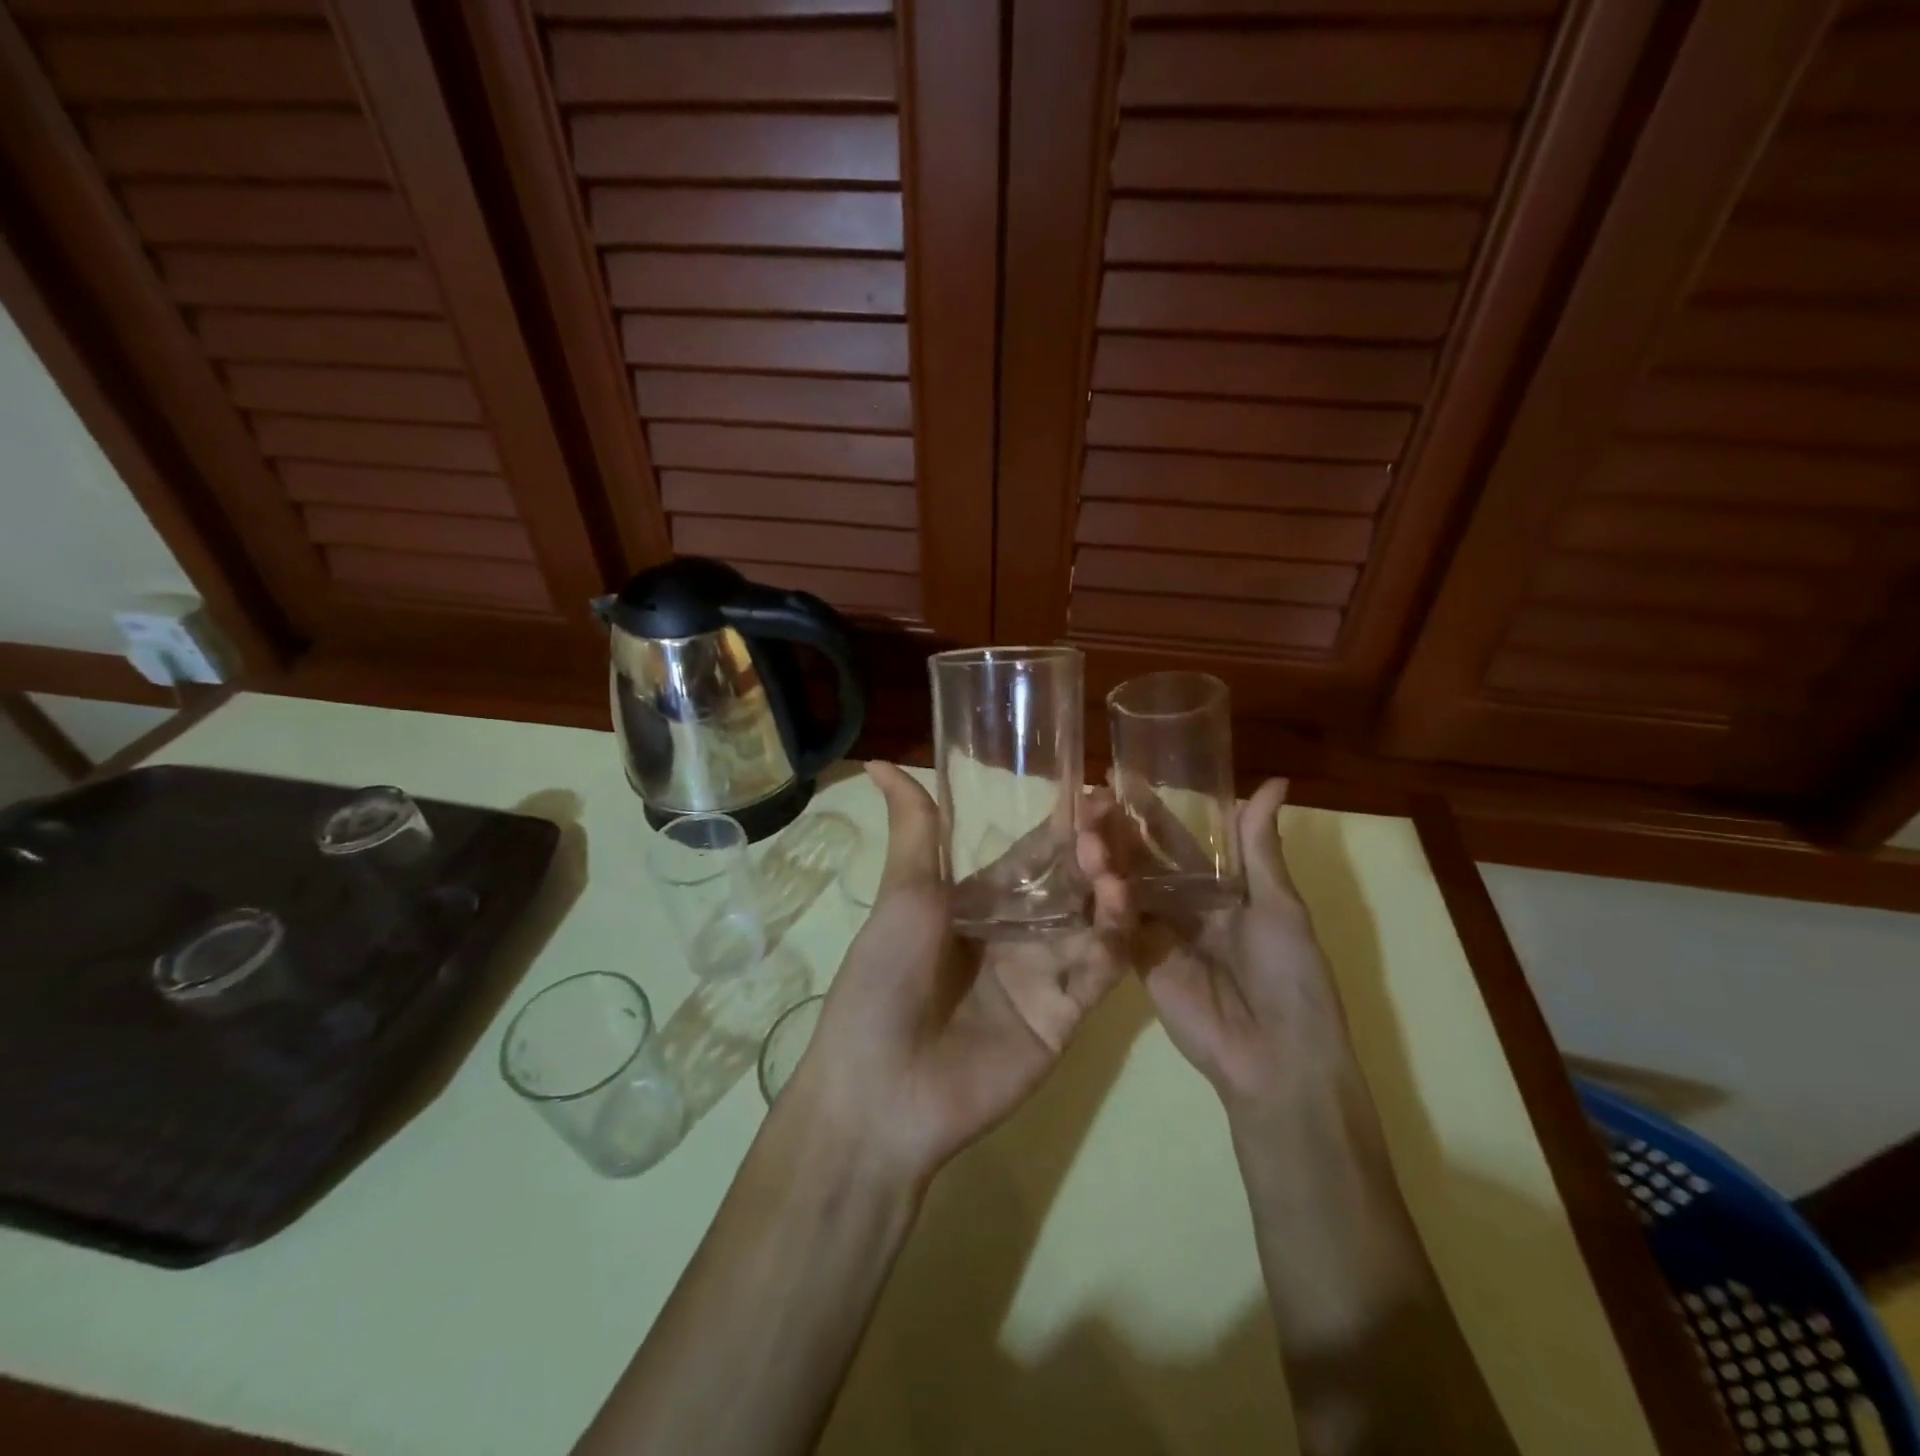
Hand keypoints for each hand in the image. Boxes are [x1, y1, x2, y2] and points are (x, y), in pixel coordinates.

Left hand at [785, 763, 1127, 1182]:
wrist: (880, 1086)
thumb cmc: (884, 977)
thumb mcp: (904, 894)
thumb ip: (915, 829)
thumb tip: (878, 762)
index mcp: (981, 904)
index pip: (1035, 856)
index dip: (1064, 827)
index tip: (1095, 793)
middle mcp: (1018, 935)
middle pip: (1071, 885)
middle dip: (1093, 852)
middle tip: (1111, 821)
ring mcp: (1043, 976)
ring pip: (1091, 924)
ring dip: (1107, 891)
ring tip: (1110, 864)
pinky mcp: (1064, 1017)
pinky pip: (1097, 973)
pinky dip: (1112, 941)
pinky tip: (1117, 908)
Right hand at [1104, 778, 1350, 1114]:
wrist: (1277, 1056)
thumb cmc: (1291, 974)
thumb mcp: (1280, 904)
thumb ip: (1260, 847)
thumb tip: (1274, 782)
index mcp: (1220, 889)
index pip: (1178, 841)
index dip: (1152, 812)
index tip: (1122, 777)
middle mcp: (1184, 906)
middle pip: (1144, 860)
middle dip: (1118, 830)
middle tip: (1088, 795)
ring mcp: (1158, 933)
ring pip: (1125, 886)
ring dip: (1104, 857)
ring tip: (1080, 823)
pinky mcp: (1138, 961)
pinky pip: (1116, 924)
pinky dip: (1102, 899)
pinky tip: (1083, 867)